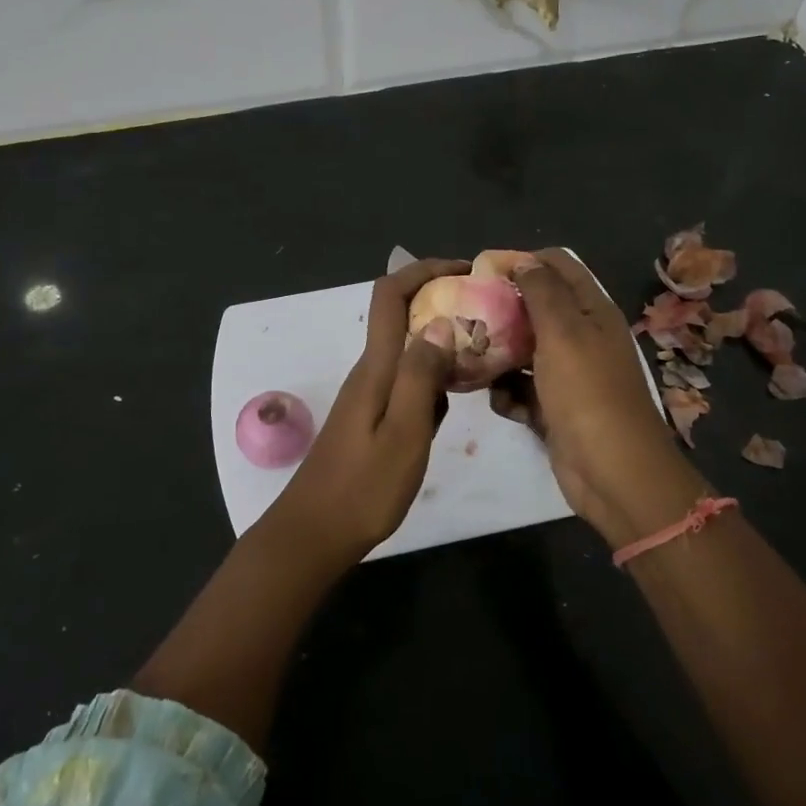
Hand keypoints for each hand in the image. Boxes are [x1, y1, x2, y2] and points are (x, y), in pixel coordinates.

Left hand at [265, 257, 467, 560]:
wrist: (315, 534)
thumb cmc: (363, 488)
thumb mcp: (404, 433)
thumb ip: (422, 377)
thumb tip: (440, 322)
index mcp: (375, 367)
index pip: (391, 294)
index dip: (425, 271)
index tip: (466, 271)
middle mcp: (370, 371)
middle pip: (401, 316)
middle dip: (442, 301)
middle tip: (489, 312)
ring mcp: (369, 396)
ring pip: (408, 350)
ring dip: (442, 340)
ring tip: (486, 349)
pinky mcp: (373, 418)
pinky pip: (408, 381)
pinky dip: (435, 376)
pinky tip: (458, 396)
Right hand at [493, 248, 702, 542]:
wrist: (611, 472)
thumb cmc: (587, 393)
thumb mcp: (564, 332)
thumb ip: (542, 291)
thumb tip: (523, 260)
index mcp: (591, 311)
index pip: (557, 266)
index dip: (522, 261)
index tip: (482, 270)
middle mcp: (581, 337)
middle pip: (535, 309)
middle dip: (502, 311)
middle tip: (464, 315)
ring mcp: (568, 375)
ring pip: (523, 351)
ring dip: (498, 356)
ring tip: (471, 360)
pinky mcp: (554, 408)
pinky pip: (522, 390)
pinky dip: (509, 394)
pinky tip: (501, 404)